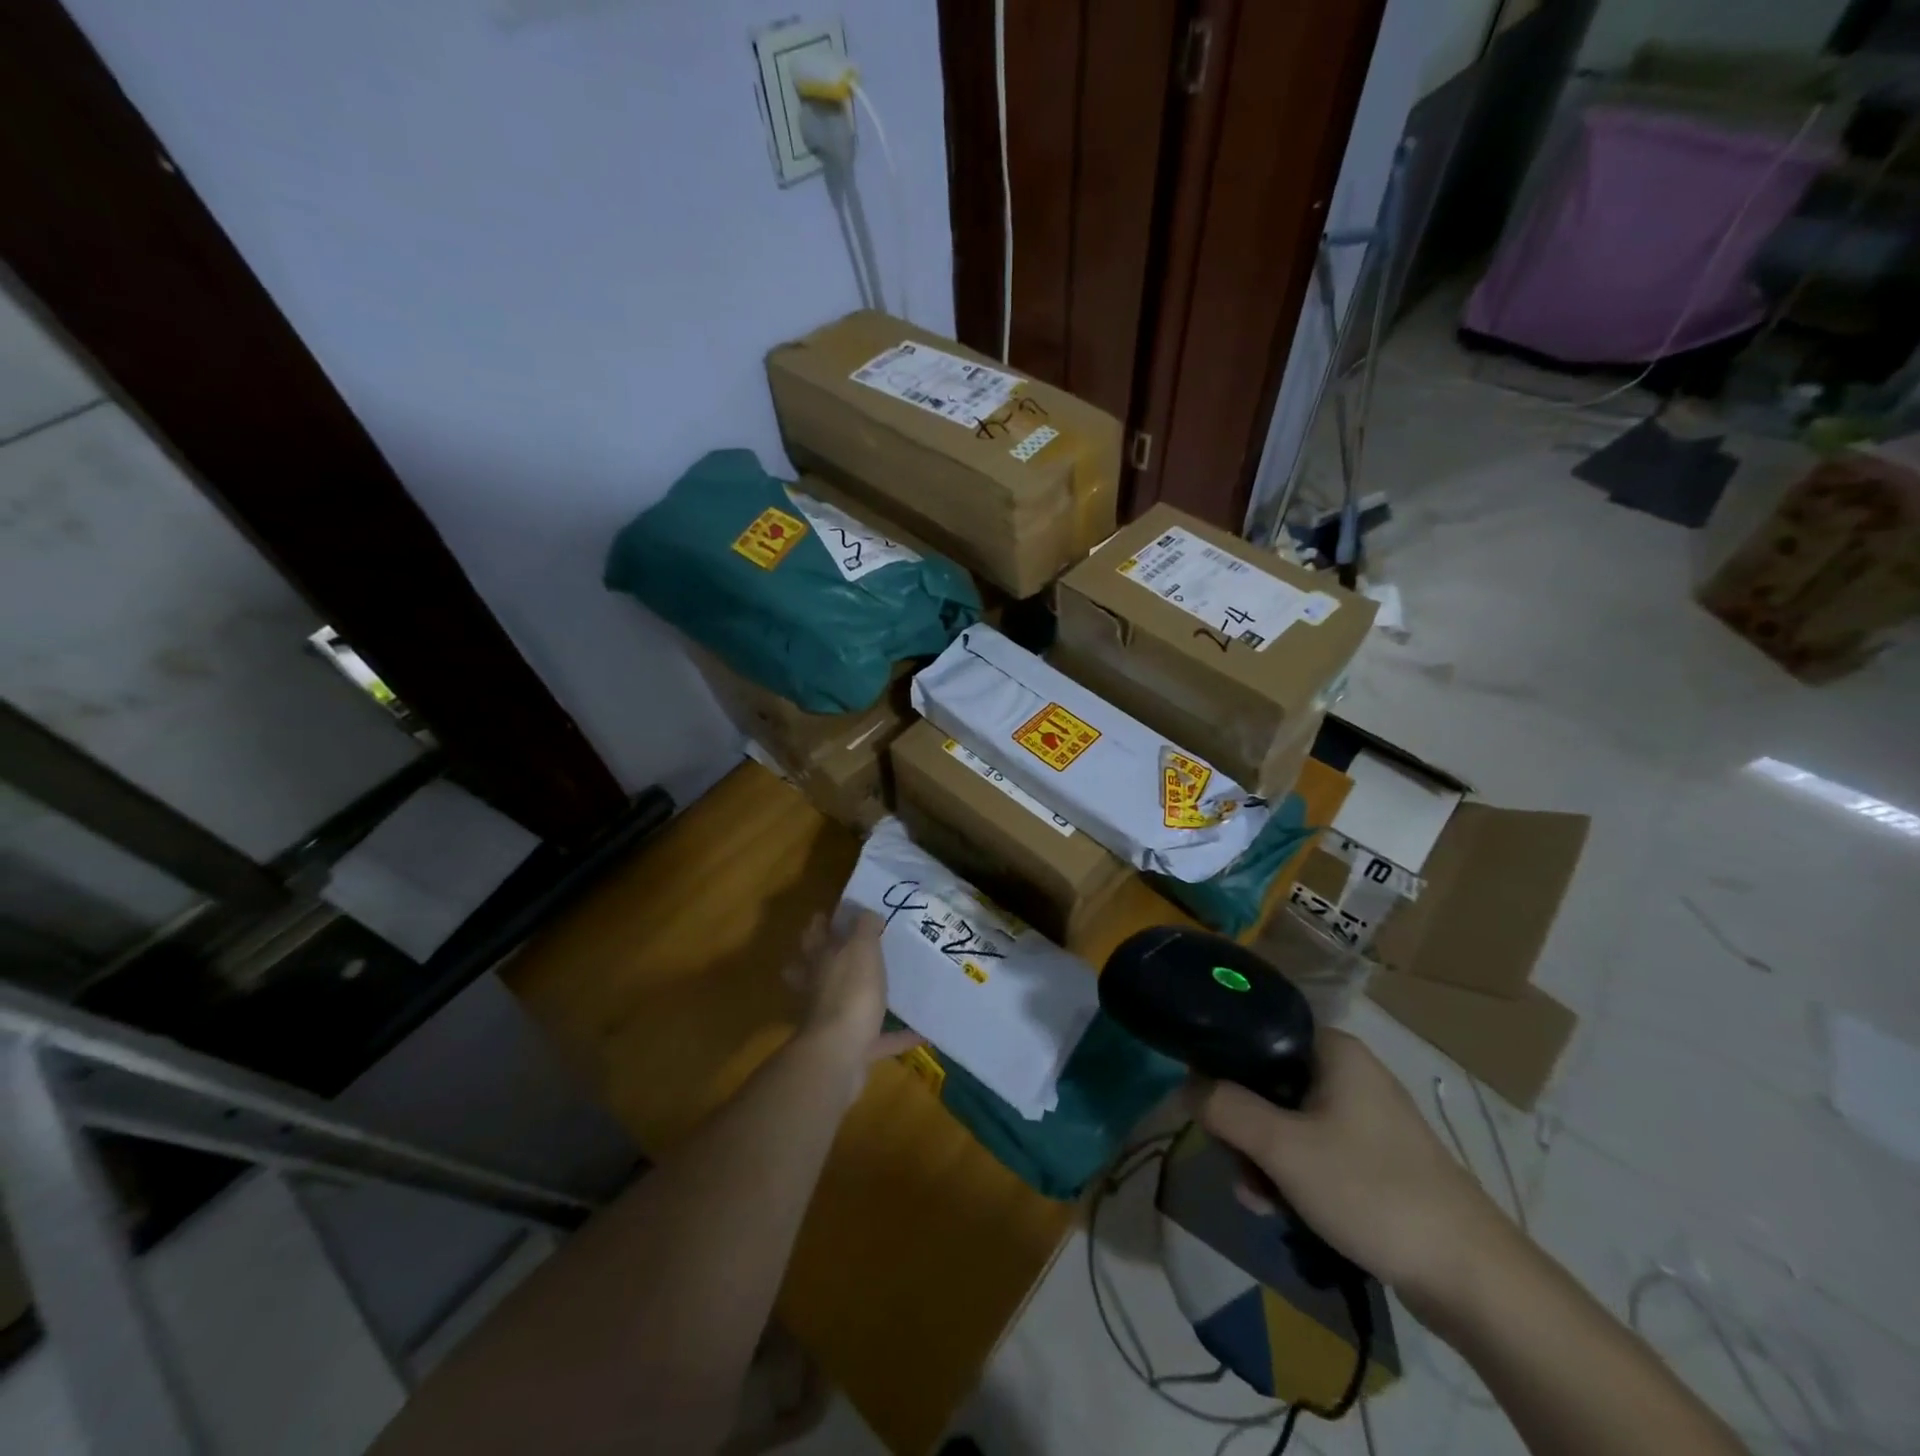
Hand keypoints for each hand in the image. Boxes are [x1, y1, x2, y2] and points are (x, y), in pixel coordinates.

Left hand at [785, 912, 923, 1068]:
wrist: (839, 1054)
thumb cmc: (850, 991)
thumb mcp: (862, 947)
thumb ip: (865, 927)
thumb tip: (868, 913)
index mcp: (821, 959)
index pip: (815, 933)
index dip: (823, 922)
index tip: (840, 913)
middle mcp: (821, 987)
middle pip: (819, 968)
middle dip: (831, 959)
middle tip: (858, 948)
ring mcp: (833, 1020)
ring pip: (845, 1003)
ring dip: (864, 998)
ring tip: (889, 989)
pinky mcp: (851, 1049)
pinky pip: (878, 1039)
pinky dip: (897, 1035)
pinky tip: (921, 1032)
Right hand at [1197, 1030, 1516, 1313]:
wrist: (1472, 1278)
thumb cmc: (1371, 1190)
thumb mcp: (1283, 1148)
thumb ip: (1225, 1108)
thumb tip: (1184, 1086)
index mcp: (1333, 1049)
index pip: (1256, 1035)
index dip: (1223, 1069)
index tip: (1210, 1111)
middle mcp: (1349, 1071)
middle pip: (1268, 1084)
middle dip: (1245, 1131)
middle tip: (1239, 1170)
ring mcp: (1365, 1116)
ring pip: (1288, 1122)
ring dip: (1265, 1160)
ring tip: (1261, 1202)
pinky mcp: (1376, 1157)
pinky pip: (1315, 1150)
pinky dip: (1294, 1175)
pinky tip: (1284, 1211)